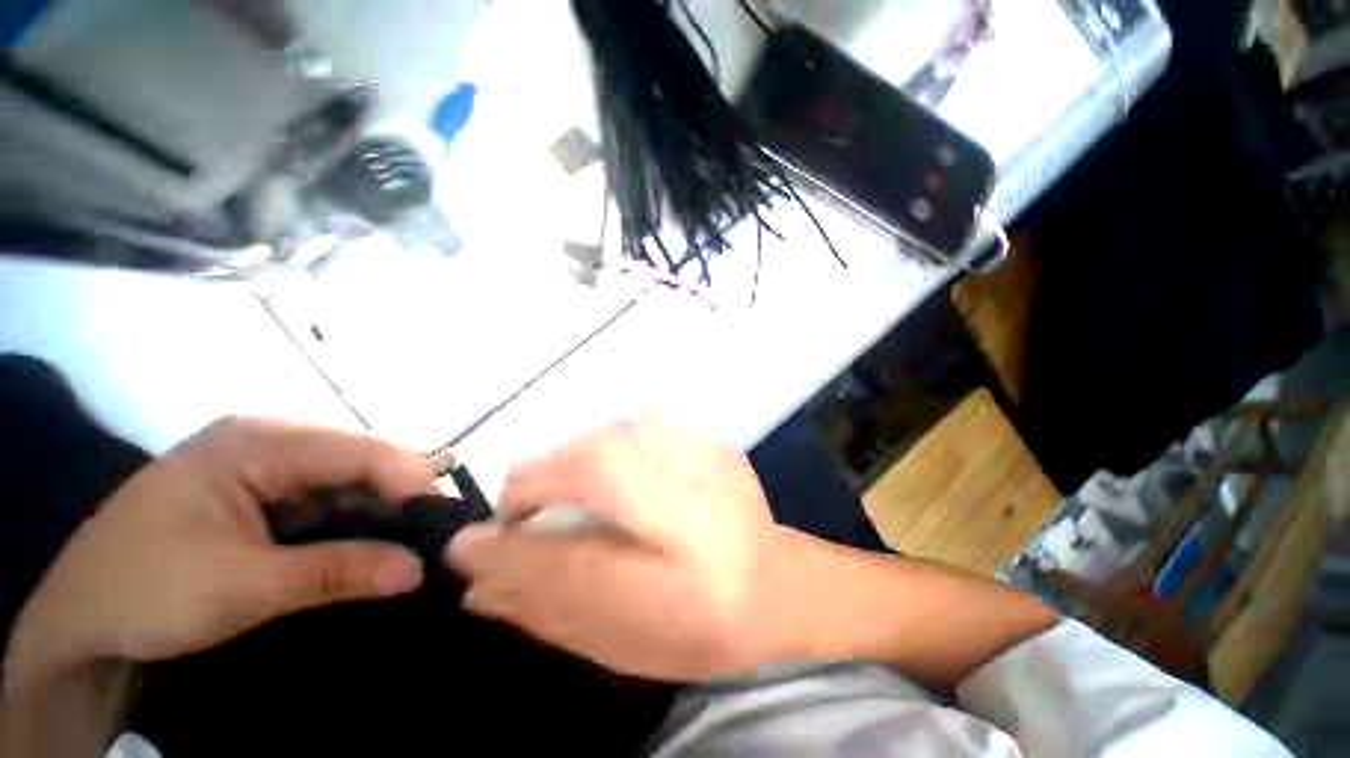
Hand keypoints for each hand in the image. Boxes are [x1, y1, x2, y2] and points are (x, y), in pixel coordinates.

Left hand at [3, 417, 435, 692]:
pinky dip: (349, 521)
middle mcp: (266, 440)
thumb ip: (338, 572)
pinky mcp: (259, 491)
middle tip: (430, 538)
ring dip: (375, 512)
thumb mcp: (242, 587)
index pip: (361, 449)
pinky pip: (324, 497)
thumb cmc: (146, 592)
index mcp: (257, 442)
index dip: (411, 481)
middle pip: (358, 459)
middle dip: (398, 497)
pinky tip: (362, 545)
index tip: (444, 522)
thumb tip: (419, 569)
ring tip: (403, 545)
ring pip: (345, 479)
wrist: (77, 620)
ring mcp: (262, 464)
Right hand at [447, 416, 785, 681]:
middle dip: (535, 489)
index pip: (555, 541)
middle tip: (535, 523)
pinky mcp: (705, 438)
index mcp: (665, 555)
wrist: (779, 586)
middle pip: (572, 460)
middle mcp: (681, 485)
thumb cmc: (701, 624)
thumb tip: (476, 574)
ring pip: (601, 435)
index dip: (505, 538)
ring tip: (577, 499)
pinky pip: (636, 427)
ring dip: (572, 465)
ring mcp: (696, 449)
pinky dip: (611, 449)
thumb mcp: (619, 634)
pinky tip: (624, 477)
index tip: (484, 548)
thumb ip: (545, 600)